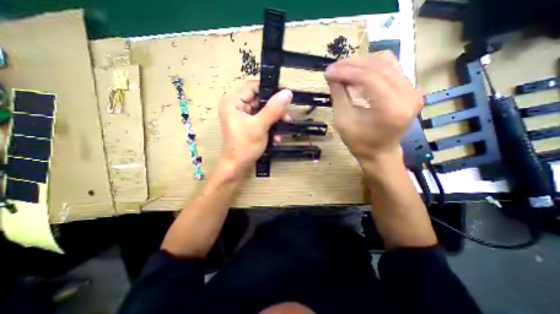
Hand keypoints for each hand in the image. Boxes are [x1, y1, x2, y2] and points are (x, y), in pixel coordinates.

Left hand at [217, 80, 292, 175]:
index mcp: (233, 102)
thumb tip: (287, 92)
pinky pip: (261, 120)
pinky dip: (270, 126)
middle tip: (287, 117)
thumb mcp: (260, 126)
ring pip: (262, 110)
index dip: (269, 89)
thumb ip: (273, 109)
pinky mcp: (247, 124)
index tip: (285, 97)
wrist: (236, 166)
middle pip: (259, 99)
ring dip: (274, 119)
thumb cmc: (244, 146)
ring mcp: (242, 116)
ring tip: (283, 128)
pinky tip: (276, 137)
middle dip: (275, 109)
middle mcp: (236, 106)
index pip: (253, 86)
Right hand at [324, 49, 424, 163]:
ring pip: (386, 62)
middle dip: (352, 65)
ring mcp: (413, 90)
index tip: (329, 72)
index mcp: (391, 108)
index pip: (369, 78)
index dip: (346, 72)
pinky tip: (357, 72)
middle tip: (333, 68)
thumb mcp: (343, 121)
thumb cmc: (359, 142)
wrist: (380, 152)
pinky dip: (372, 67)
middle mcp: (408, 95)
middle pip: (379, 66)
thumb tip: (332, 75)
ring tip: (343, 69)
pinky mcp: (410, 89)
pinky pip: (391, 68)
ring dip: (362, 63)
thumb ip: (338, 95)